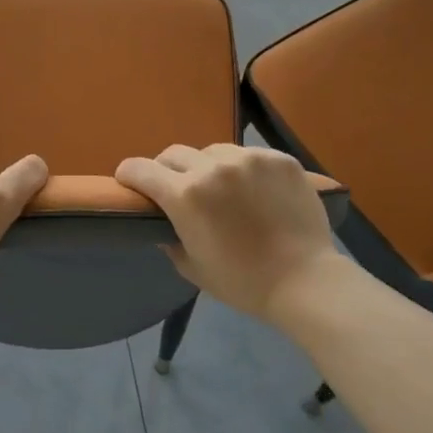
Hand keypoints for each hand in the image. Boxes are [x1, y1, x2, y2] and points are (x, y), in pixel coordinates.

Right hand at [115, 144, 342, 323]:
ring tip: (221, 189)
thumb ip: (169, 237)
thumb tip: (162, 223)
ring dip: (206, 166)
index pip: (140, 169)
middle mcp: (213, 168)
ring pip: (212, 151)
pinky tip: (254, 191)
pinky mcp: (279, 159)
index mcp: (185, 195)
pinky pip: (248, 155)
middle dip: (166, 170)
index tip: (129, 183)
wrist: (304, 280)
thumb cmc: (240, 281)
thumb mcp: (190, 266)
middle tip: (176, 189)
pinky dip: (242, 170)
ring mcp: (249, 159)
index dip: (128, 175)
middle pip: (173, 154)